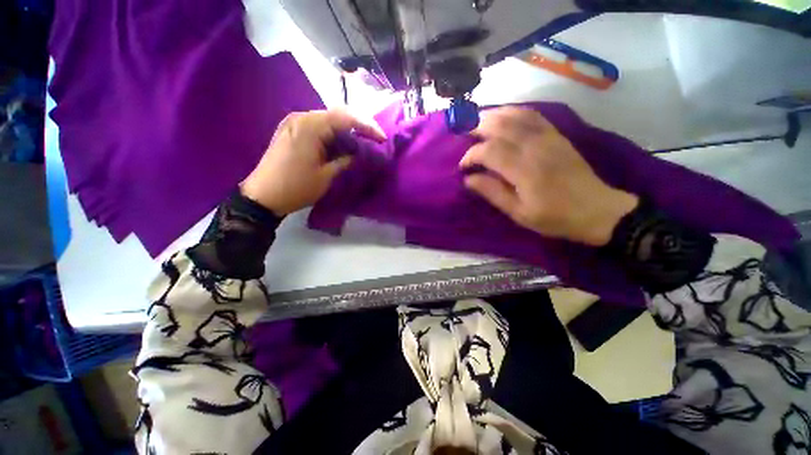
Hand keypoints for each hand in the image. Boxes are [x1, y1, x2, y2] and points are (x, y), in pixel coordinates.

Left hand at [241, 109, 385, 214]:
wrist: (263, 196)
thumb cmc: (296, 187)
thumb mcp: (326, 176)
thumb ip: (345, 160)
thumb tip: (357, 153)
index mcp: (310, 126)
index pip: (345, 118)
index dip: (367, 126)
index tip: (382, 138)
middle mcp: (301, 118)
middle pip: (336, 115)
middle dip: (358, 126)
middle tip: (374, 139)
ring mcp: (294, 123)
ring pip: (327, 121)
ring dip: (345, 131)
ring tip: (361, 143)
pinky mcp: (290, 132)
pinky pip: (317, 127)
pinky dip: (332, 135)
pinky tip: (341, 145)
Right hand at [460, 107, 638, 245]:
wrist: (596, 209)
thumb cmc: (554, 216)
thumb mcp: (519, 213)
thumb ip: (493, 193)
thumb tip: (468, 179)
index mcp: (524, 169)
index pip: (489, 151)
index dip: (471, 156)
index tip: (463, 167)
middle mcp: (535, 147)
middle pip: (500, 126)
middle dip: (477, 128)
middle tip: (463, 137)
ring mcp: (547, 137)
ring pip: (515, 115)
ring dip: (492, 116)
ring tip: (476, 123)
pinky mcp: (556, 135)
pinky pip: (532, 115)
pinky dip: (513, 112)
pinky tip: (503, 116)